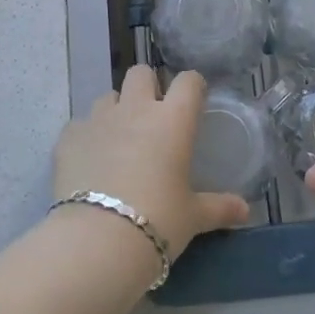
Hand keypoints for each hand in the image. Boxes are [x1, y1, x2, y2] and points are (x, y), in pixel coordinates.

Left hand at [54, 66, 250, 260]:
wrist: (98, 240)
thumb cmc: (158, 221)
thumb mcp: (193, 217)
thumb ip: (219, 207)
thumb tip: (245, 211)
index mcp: (172, 120)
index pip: (188, 81)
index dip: (192, 86)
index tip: (194, 101)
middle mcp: (136, 109)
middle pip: (141, 72)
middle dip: (147, 86)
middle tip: (152, 116)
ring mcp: (98, 119)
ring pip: (108, 96)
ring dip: (115, 111)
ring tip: (118, 140)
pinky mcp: (68, 137)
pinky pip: (79, 125)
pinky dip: (86, 137)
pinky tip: (89, 161)